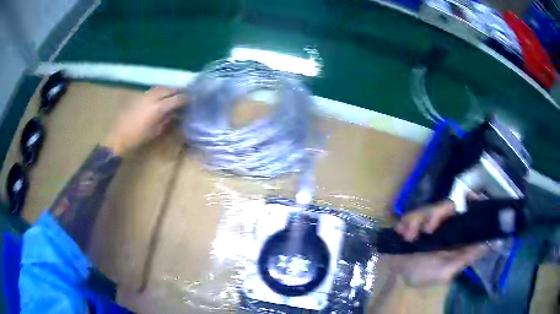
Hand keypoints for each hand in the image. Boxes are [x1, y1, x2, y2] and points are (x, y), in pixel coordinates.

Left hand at [104, 87, 186, 155]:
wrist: (119, 136)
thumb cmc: (138, 137)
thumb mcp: (156, 131)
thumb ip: (168, 120)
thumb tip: (177, 114)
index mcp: (159, 107)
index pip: (177, 99)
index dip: (186, 99)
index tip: (193, 101)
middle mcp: (153, 97)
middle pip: (170, 89)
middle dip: (179, 91)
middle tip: (185, 95)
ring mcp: (145, 95)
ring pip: (161, 87)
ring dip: (170, 90)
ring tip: (174, 94)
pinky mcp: (139, 96)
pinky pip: (154, 90)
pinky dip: (161, 91)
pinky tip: (162, 97)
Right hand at [386, 200, 488, 286]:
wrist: (394, 273)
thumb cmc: (422, 275)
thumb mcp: (446, 272)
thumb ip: (466, 257)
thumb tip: (491, 243)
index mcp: (456, 236)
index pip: (469, 214)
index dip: (473, 202)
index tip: (471, 196)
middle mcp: (445, 226)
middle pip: (448, 206)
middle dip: (436, 215)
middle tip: (426, 230)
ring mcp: (429, 222)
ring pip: (430, 207)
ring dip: (418, 220)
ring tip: (409, 237)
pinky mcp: (415, 220)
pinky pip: (413, 212)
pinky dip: (407, 222)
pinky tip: (402, 234)